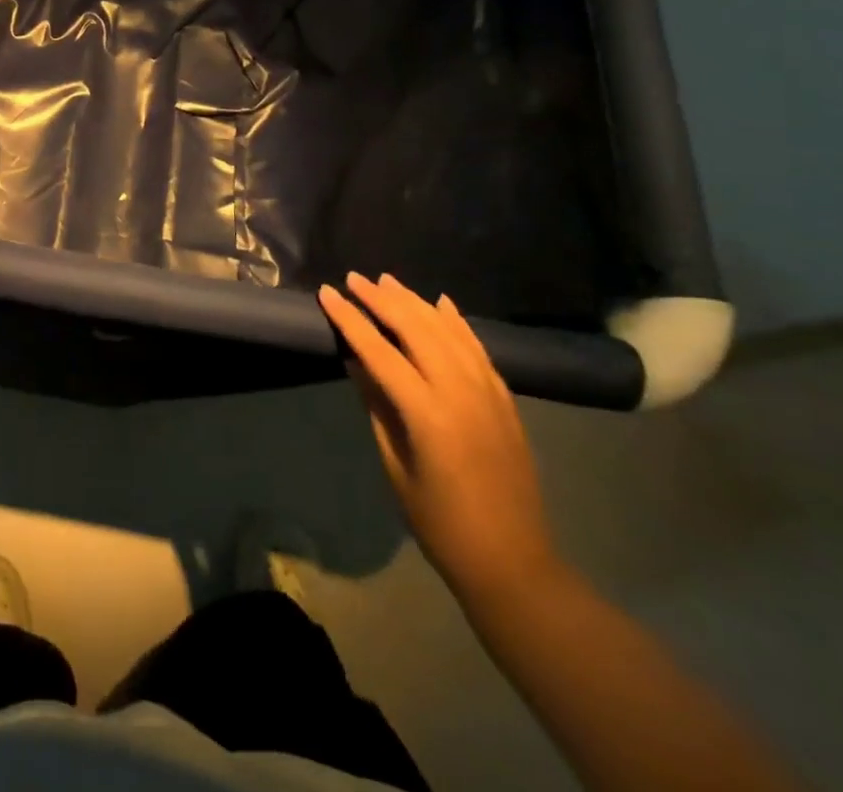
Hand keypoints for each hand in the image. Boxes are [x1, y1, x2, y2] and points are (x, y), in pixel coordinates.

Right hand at [319, 272, 560, 606]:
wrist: (514, 563)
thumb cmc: (440, 523)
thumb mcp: (395, 466)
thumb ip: (377, 407)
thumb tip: (356, 361)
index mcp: (428, 414)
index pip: (380, 352)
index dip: (351, 320)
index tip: (328, 294)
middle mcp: (461, 394)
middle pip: (417, 330)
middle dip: (382, 300)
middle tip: (355, 279)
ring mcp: (489, 395)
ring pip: (449, 332)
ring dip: (416, 303)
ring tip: (388, 281)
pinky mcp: (506, 402)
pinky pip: (478, 349)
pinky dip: (457, 323)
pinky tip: (441, 304)